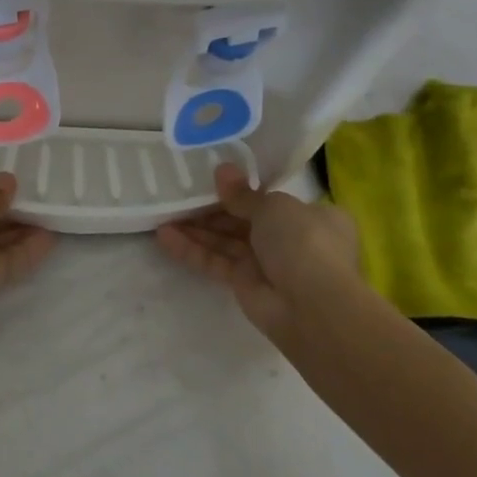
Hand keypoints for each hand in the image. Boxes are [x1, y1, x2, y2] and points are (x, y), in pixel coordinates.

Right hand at [156, 162, 361, 345]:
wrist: (312, 306)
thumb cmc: (302, 241)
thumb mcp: (273, 206)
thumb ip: (242, 193)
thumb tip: (221, 170)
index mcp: (311, 216)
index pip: (274, 199)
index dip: (244, 190)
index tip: (215, 180)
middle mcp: (291, 239)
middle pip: (244, 219)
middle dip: (212, 208)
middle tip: (180, 193)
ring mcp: (268, 264)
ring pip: (226, 241)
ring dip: (197, 229)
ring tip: (164, 213)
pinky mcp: (246, 285)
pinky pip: (216, 262)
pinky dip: (193, 250)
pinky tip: (165, 237)